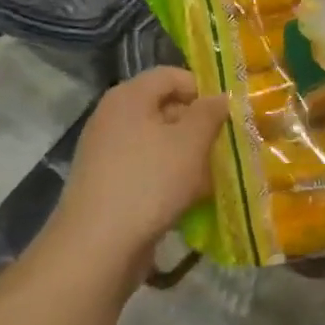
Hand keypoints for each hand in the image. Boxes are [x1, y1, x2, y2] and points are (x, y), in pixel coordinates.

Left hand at [49, 68, 227, 277]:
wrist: (96, 248)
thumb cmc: (148, 182)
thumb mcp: (190, 142)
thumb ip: (209, 113)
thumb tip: (221, 97)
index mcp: (129, 96)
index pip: (172, 75)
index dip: (203, 89)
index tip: (228, 113)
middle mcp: (113, 117)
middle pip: (165, 108)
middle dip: (198, 126)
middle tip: (227, 146)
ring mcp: (107, 152)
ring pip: (158, 143)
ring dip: (188, 156)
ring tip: (215, 176)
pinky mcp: (107, 185)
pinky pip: (146, 170)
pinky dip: (169, 179)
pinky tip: (192, 200)